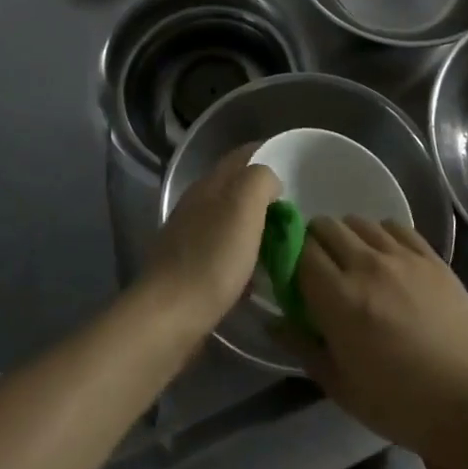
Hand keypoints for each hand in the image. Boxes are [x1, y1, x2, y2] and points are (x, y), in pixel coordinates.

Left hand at [143, 146, 278, 332]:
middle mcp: (197, 203)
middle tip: (296, 210)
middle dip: (265, 194)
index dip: (269, 154)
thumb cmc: (213, 257)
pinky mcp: (189, 267)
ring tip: (282, 242)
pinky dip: (243, 255)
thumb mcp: (244, 206)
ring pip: (230, 220)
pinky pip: (223, 251)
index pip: (242, 156)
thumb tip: (270, 182)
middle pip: (236, 187)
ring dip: (255, 226)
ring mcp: (189, 235)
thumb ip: (260, 180)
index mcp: (210, 184)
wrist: (171, 314)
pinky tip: (256, 274)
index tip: (296, 168)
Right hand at [294, 217, 467, 456]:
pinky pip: (394, 226)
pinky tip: (387, 259)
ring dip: (348, 237)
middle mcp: (366, 265)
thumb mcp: (342, 387)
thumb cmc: (402, 405)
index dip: (290, 258)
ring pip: (358, 221)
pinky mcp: (430, 256)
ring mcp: (402, 256)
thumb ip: (303, 347)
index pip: (299, 251)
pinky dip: (381, 236)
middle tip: (322, 272)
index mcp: (339, 299)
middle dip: (315, 243)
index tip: (292, 276)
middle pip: (325, 226)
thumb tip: (274, 321)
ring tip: (355, 264)